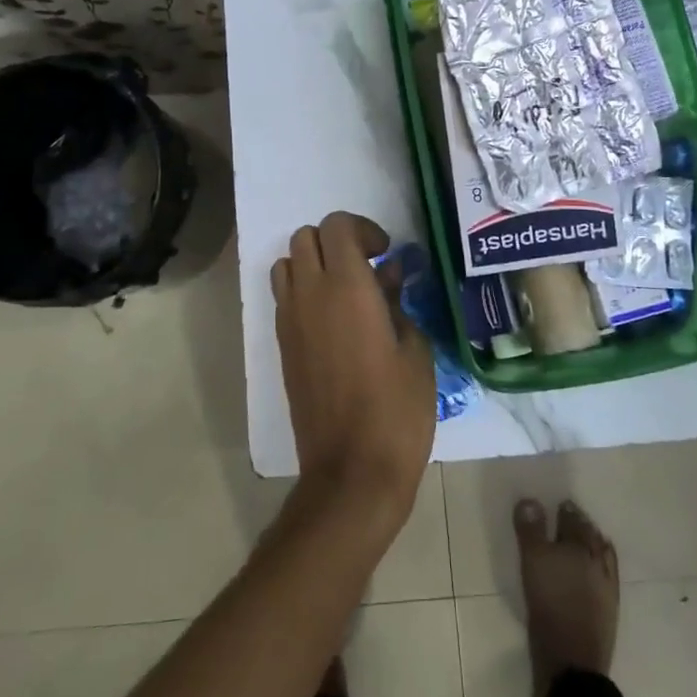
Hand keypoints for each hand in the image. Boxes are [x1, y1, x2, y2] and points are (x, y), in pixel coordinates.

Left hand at [272, 213, 434, 527]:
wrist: (351, 469)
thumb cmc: (397, 409)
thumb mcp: (415, 350)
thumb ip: (397, 303)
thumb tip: (387, 279)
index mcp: (347, 286)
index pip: (337, 226)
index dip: (363, 229)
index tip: (385, 254)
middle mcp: (310, 293)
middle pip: (305, 236)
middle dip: (336, 241)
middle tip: (367, 267)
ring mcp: (289, 320)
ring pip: (287, 263)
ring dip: (313, 263)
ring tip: (345, 290)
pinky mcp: (282, 345)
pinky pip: (284, 296)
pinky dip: (303, 291)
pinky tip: (333, 321)